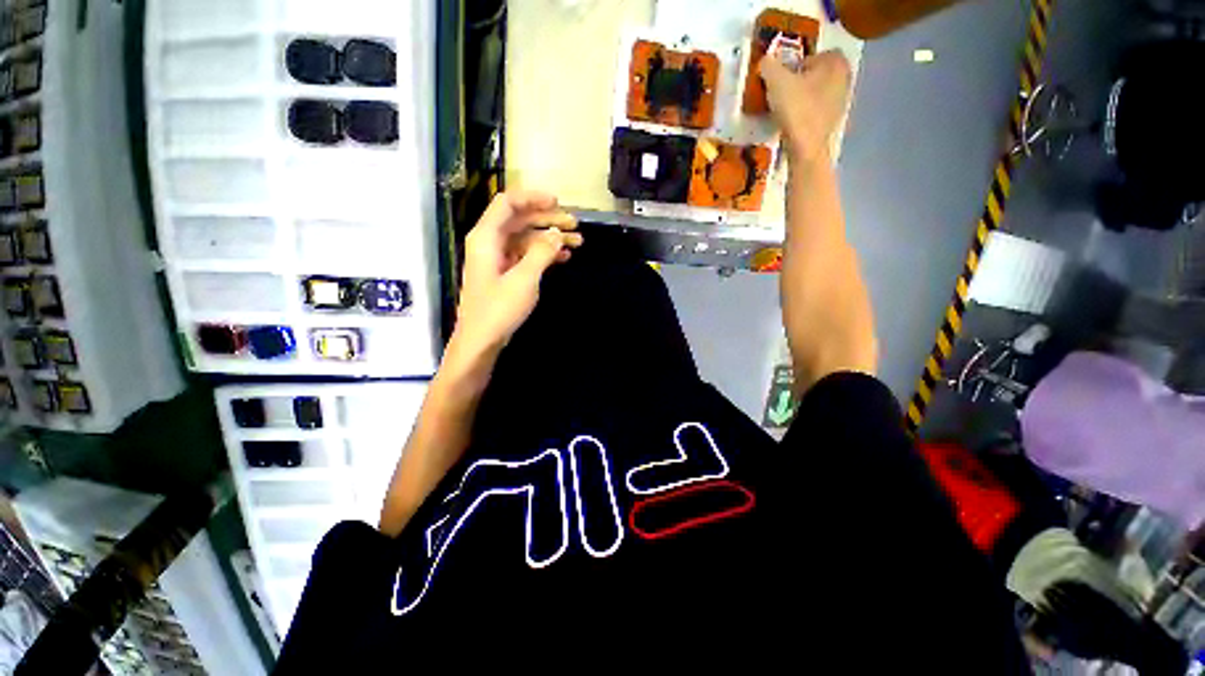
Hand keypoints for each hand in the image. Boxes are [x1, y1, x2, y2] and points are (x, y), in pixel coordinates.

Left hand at [451, 190, 581, 360]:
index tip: (558, 202)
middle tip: (575, 225)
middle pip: (521, 220)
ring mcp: (498, 258)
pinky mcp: (505, 273)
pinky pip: (526, 255)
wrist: (481, 340)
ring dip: (550, 238)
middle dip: (548, 220)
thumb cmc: (499, 309)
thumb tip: (558, 233)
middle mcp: (490, 242)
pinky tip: (563, 257)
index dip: (533, 198)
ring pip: (526, 238)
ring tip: (577, 242)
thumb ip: (542, 252)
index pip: (508, 203)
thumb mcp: (524, 279)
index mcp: (487, 237)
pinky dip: (544, 254)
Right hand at [760, 50, 851, 163]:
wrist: (807, 148)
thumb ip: (769, 65)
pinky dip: (806, 114)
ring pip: (817, 93)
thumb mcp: (776, 81)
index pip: (813, 54)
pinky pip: (817, 110)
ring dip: (803, 98)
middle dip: (800, 80)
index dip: (796, 64)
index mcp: (836, 60)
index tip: (782, 77)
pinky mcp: (835, 122)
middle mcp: (845, 76)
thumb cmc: (796, 109)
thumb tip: (765, 61)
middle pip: (816, 74)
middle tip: (782, 92)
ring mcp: (842, 101)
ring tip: (785, 109)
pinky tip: (793, 123)